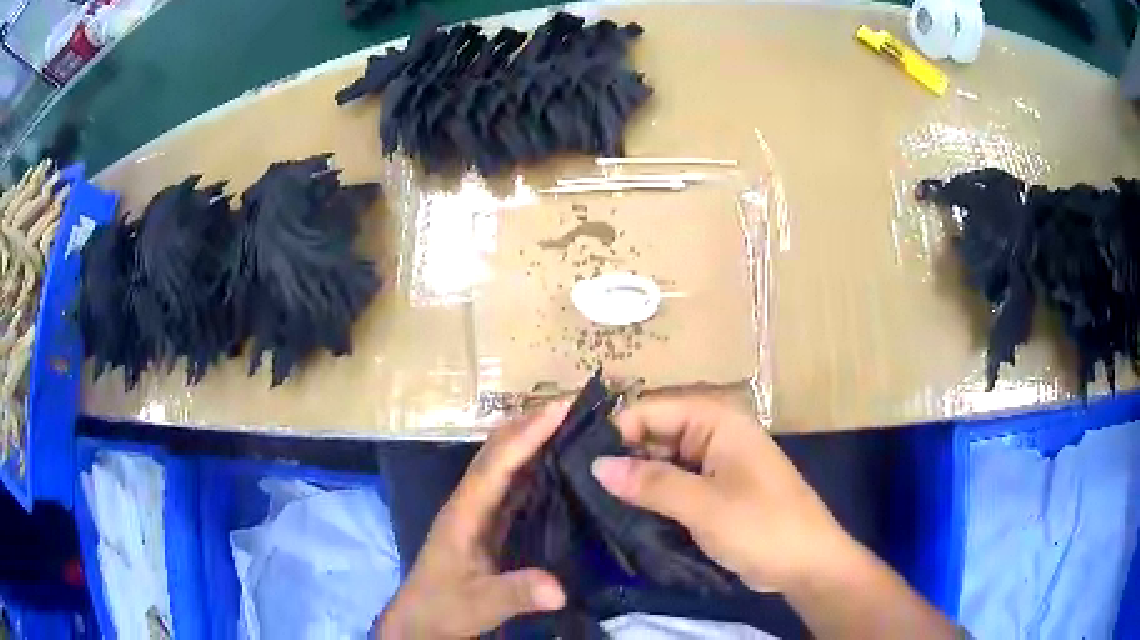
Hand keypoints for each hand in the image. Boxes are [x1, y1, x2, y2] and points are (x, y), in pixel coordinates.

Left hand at [377, 403, 570, 638]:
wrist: (420, 622)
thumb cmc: (443, 608)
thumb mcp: (480, 605)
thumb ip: (516, 594)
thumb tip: (561, 588)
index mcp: (464, 514)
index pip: (496, 465)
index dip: (526, 435)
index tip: (560, 409)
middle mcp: (469, 504)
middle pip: (496, 454)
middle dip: (529, 425)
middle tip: (572, 406)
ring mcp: (476, 514)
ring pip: (502, 467)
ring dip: (530, 442)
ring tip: (568, 426)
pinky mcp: (485, 527)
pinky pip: (510, 488)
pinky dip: (531, 469)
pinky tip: (555, 469)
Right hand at [590, 394, 853, 593]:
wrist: (807, 565)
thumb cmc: (763, 526)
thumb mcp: (705, 506)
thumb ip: (652, 483)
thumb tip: (597, 466)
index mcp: (718, 421)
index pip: (654, 410)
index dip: (616, 430)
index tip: (576, 458)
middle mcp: (714, 435)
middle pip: (656, 435)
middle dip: (621, 457)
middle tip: (575, 482)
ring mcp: (714, 466)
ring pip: (662, 462)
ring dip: (633, 479)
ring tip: (588, 498)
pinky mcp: (713, 493)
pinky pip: (674, 485)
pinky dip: (650, 496)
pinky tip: (620, 511)